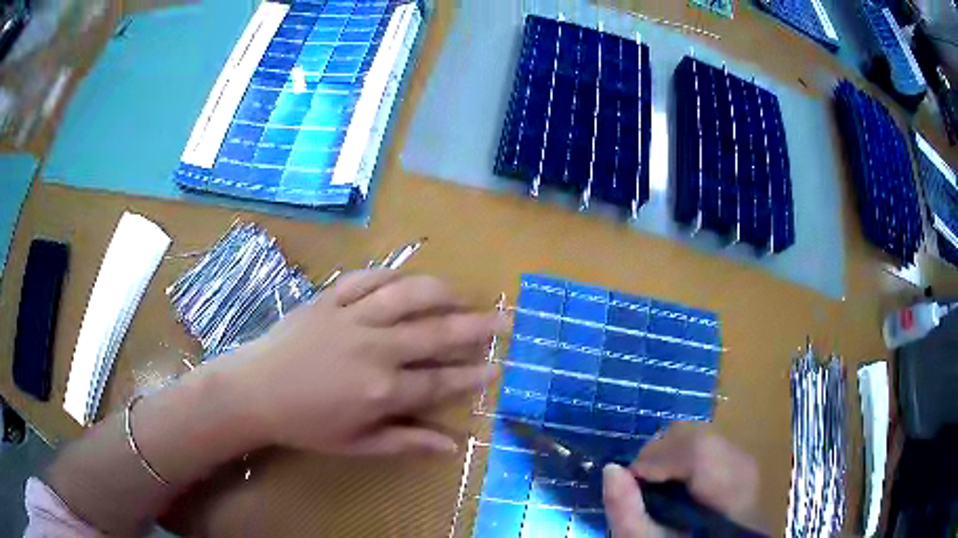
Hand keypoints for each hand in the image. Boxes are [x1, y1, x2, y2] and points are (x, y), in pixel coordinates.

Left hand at [219, 269, 506, 455]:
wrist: (255, 391)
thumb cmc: (306, 424)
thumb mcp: (356, 444)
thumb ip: (405, 442)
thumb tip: (452, 445)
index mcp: (382, 390)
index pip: (440, 380)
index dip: (473, 375)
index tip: (497, 367)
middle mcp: (374, 349)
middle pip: (436, 332)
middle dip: (476, 327)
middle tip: (504, 319)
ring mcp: (351, 318)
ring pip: (406, 295)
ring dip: (440, 293)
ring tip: (461, 294)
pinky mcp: (329, 299)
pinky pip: (367, 279)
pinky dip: (392, 275)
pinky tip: (407, 279)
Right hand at [602, 422, 761, 536]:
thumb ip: (626, 512)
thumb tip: (611, 468)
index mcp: (729, 494)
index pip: (700, 451)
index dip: (660, 456)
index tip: (631, 477)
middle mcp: (744, 468)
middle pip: (700, 436)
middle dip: (661, 451)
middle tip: (639, 480)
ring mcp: (745, 460)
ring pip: (703, 434)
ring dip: (670, 451)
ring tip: (656, 480)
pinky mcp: (739, 458)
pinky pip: (708, 440)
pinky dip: (682, 453)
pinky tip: (675, 478)